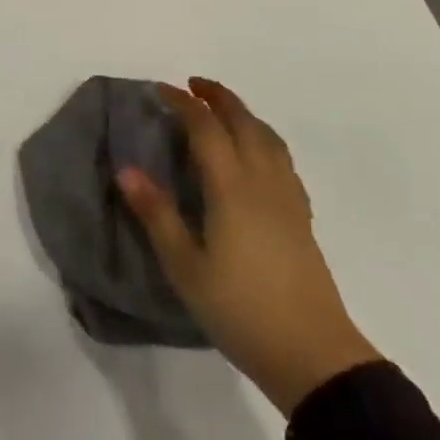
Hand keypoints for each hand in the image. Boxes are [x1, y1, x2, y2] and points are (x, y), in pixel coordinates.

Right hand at [118, 77, 381, 417]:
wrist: (313, 354)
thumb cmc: (240, 309)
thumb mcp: (185, 267)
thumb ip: (156, 215)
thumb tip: (126, 169)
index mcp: (231, 187)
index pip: (206, 128)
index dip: (183, 103)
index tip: (160, 90)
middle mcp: (262, 180)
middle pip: (243, 122)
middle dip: (218, 97)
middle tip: (193, 85)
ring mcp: (287, 197)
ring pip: (268, 137)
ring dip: (244, 114)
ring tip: (223, 111)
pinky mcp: (301, 217)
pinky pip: (282, 158)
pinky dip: (263, 138)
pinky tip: (256, 156)